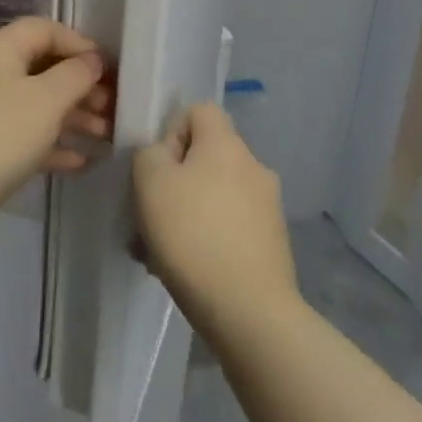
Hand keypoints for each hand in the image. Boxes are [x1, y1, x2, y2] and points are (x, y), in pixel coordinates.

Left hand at [0, 18, 111, 250]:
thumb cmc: (2, 132)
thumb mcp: (48, 99)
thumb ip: (76, 74)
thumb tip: (92, 60)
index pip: (44, 29)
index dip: (78, 43)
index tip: (108, 68)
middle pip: (43, 66)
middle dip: (80, 84)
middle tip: (112, 106)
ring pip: (38, 102)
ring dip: (73, 115)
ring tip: (106, 135)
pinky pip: (28, 133)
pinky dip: (54, 142)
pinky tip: (82, 160)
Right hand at [133, 103, 296, 340]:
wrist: (248, 310)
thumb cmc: (191, 233)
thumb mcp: (149, 180)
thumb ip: (150, 152)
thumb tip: (167, 155)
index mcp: (226, 144)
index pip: (199, 110)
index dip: (172, 130)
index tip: (156, 166)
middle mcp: (253, 166)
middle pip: (206, 157)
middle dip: (174, 181)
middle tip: (149, 215)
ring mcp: (268, 207)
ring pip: (214, 196)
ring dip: (186, 214)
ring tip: (158, 251)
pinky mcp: (272, 244)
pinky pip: (228, 227)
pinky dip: (206, 239)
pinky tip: (183, 269)